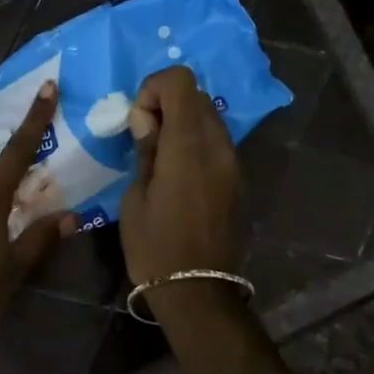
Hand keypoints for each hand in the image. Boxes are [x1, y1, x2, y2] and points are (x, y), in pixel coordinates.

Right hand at [119, 65, 241, 280]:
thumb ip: (145, 149)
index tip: (138, 118)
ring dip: (183, 122)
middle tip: (144, 136)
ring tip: (160, 156)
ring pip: (209, 117)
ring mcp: (233, 162)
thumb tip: (146, 118)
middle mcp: (218, 146)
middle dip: (166, 103)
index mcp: (188, 145)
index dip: (154, 88)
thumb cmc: (154, 246)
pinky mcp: (238, 179)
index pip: (181, 81)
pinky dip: (196, 141)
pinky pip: (217, 142)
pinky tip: (178, 173)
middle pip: (197, 95)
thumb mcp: (135, 197)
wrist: (198, 291)